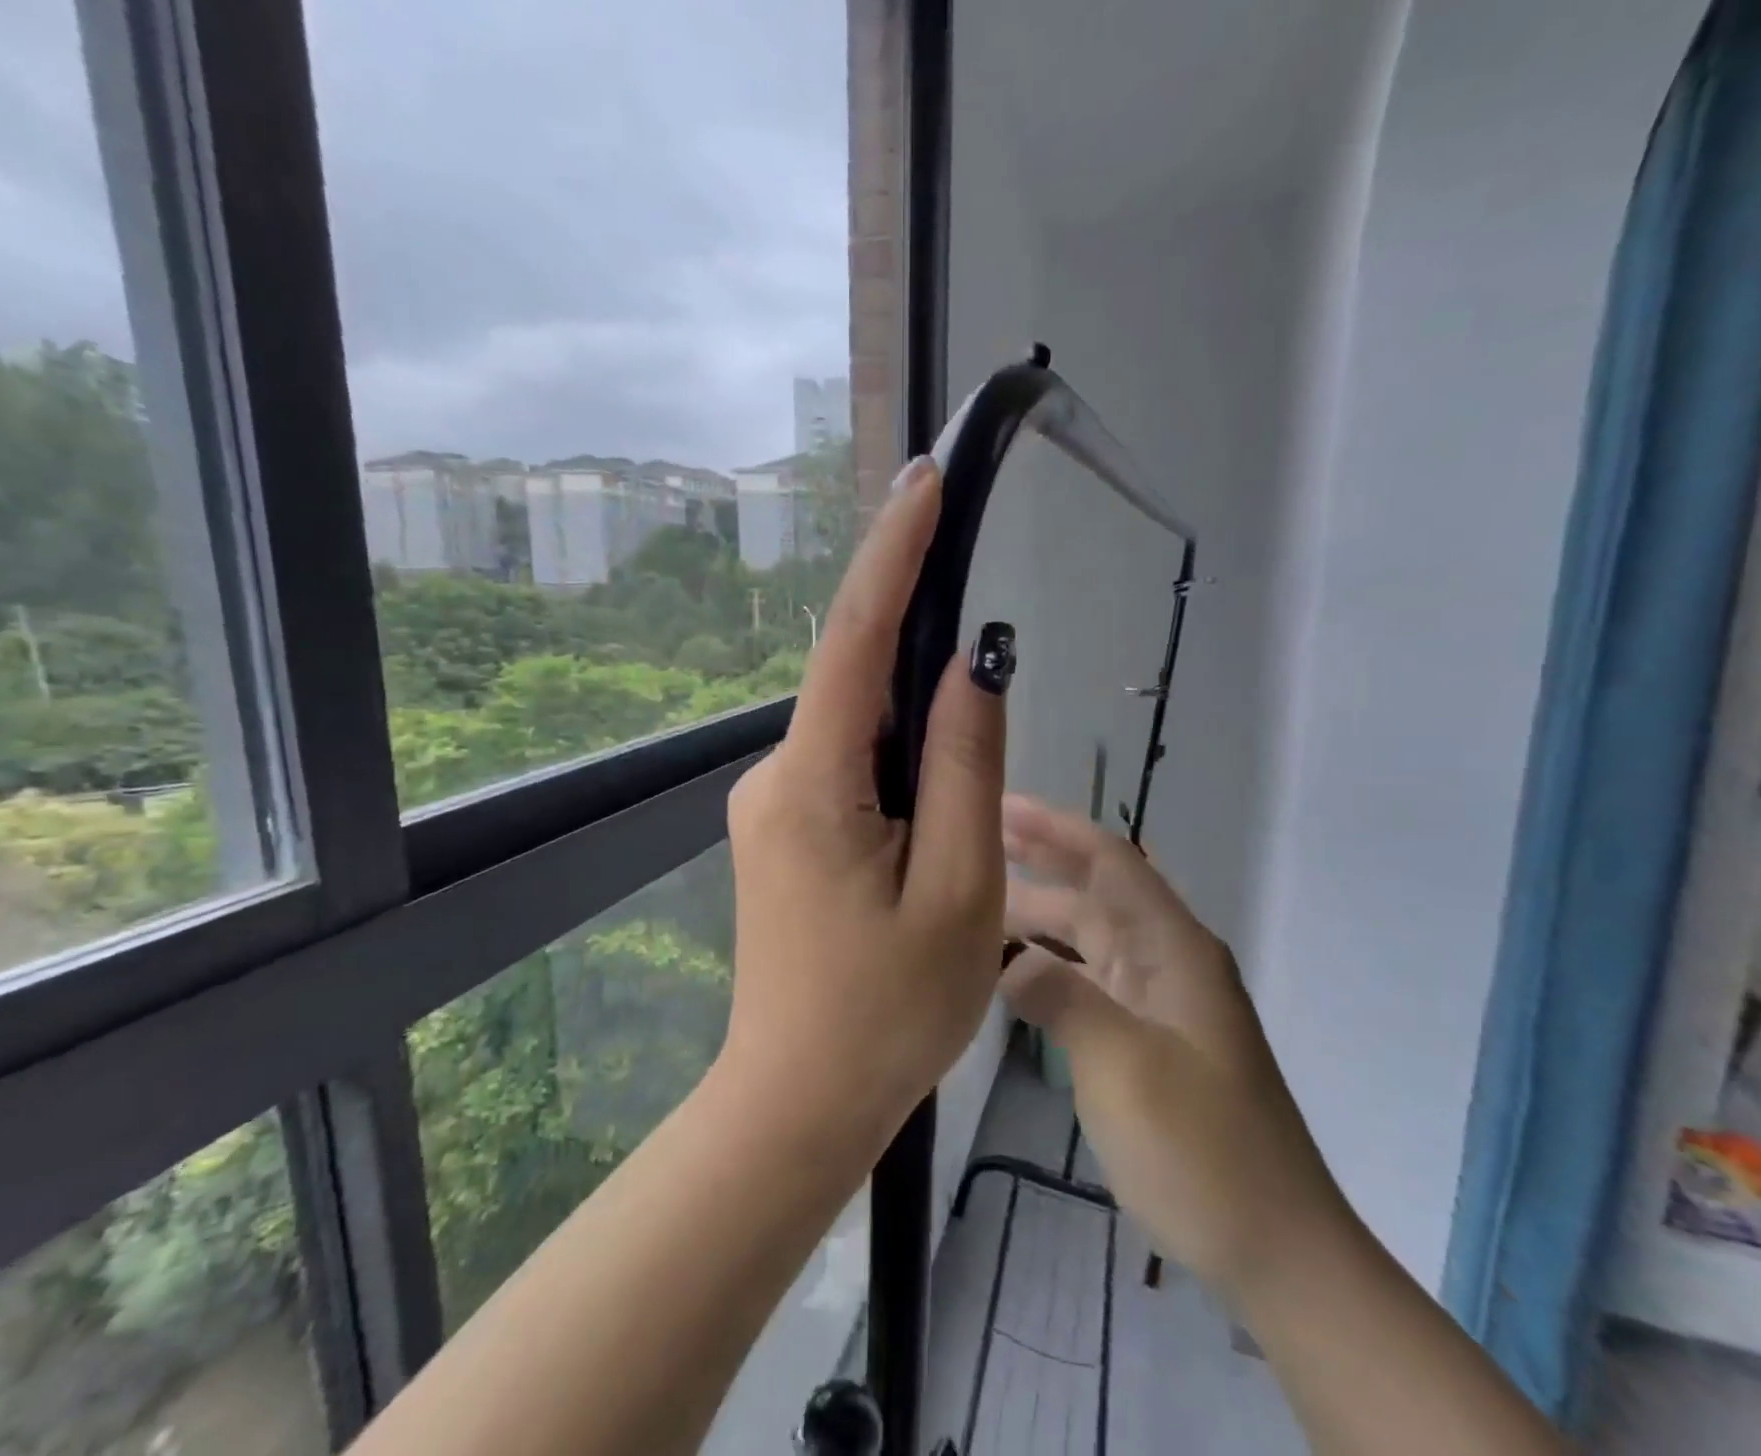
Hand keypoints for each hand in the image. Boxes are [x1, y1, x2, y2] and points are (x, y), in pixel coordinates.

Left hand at [722, 457, 1011, 1155]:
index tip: (925, 481)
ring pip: (863, 733)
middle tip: (986, 696)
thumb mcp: (960, 890)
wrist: (800, 1102)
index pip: (854, 638)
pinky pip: (852, 769)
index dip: (893, 553)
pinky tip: (930, 826)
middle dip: (927, 668)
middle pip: (863, 687)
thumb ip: (968, 767)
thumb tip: (975, 665)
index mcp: (813, 783)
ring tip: (957, 816)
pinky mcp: (785, 829)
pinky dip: (901, 769)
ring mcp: (774, 803)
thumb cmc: (888, 1014)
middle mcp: (778, 775)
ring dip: (921, 737)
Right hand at [1001, 797, 1348, 1296]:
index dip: (1056, 827)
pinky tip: (1013, 969)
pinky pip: (1091, 978)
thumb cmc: (1204, 1150)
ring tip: (978, 899)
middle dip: (1042, 858)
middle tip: (975, 838)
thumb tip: (1010, 960)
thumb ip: (1064, 998)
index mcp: (1174, 948)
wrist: (1276, 1247)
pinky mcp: (1149, 1037)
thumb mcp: (1125, 1067)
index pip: (1111, 860)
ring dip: (1040, 912)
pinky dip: (1051, 963)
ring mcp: (1159, 1000)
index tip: (1000, 805)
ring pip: (1091, 934)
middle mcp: (1168, 959)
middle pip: (1098, 889)